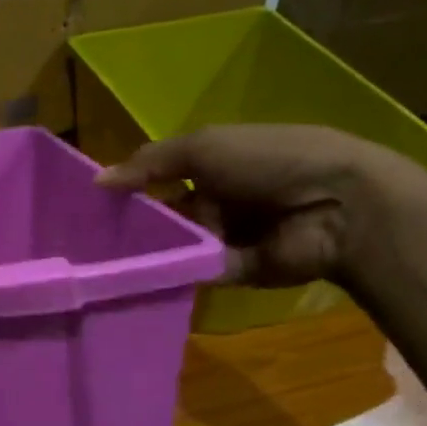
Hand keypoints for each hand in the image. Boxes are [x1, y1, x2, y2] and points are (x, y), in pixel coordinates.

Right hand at [95, 125, 419, 287]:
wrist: (337, 206)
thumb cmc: (269, 161)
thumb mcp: (204, 147)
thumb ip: (150, 164)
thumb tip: (97, 181)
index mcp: (214, 163)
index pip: (160, 175)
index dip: (130, 186)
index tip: (92, 202)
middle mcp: (217, 198)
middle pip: (165, 214)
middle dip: (134, 224)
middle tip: (88, 239)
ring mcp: (226, 236)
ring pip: (175, 245)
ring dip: (149, 250)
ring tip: (102, 261)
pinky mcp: (234, 271)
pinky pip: (194, 272)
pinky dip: (171, 273)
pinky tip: (134, 277)